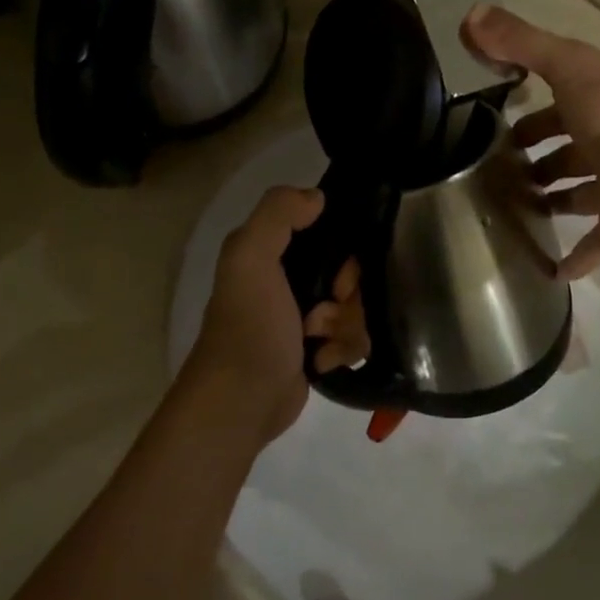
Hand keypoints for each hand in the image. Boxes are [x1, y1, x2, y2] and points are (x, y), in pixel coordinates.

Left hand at [186, 187, 366, 443]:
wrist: (241, 403)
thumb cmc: (249, 327)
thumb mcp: (251, 259)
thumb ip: (277, 215)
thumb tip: (316, 196)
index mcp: (273, 254)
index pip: (328, 232)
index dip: (345, 250)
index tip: (342, 274)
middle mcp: (290, 281)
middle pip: (351, 273)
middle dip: (349, 295)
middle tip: (329, 310)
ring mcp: (306, 318)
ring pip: (358, 307)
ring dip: (347, 326)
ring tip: (320, 342)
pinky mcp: (318, 351)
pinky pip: (355, 338)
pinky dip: (344, 350)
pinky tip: (322, 362)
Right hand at [463, 5, 599, 280]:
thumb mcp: (567, 67)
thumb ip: (522, 43)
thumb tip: (470, 15)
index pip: (563, 101)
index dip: (533, 110)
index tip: (497, 122)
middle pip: (572, 149)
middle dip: (543, 157)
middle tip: (502, 170)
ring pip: (582, 194)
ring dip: (557, 198)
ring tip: (516, 208)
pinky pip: (595, 245)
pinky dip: (576, 258)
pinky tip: (550, 268)